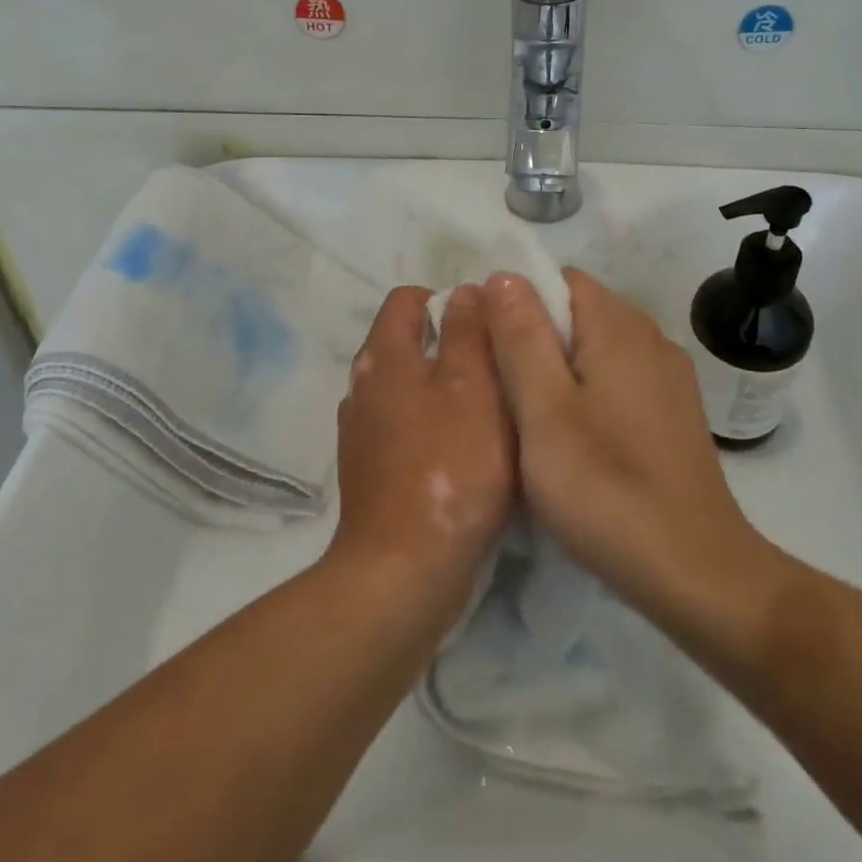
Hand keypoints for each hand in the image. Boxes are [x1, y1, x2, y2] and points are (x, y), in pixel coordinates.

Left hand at [328, 285, 516, 626]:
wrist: (403, 571)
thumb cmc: (449, 467)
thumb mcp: (473, 387)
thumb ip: (468, 332)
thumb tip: (465, 290)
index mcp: (383, 356)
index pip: (407, 299)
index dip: (448, 301)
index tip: (487, 327)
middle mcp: (363, 386)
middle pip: (408, 344)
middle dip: (453, 348)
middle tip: (500, 370)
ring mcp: (362, 431)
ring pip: (410, 389)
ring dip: (446, 391)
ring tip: (490, 413)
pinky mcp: (370, 471)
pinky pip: (406, 429)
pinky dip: (433, 429)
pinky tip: (465, 455)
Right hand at [482, 268, 764, 622]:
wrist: (695, 571)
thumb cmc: (606, 486)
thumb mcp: (544, 409)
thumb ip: (522, 336)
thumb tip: (504, 275)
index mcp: (619, 326)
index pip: (560, 279)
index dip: (517, 301)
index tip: (489, 346)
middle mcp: (650, 339)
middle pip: (579, 313)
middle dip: (534, 338)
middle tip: (500, 389)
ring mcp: (668, 378)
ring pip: (597, 350)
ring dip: (559, 370)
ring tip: (529, 417)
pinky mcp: (675, 415)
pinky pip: (619, 381)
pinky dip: (589, 394)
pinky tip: (574, 440)